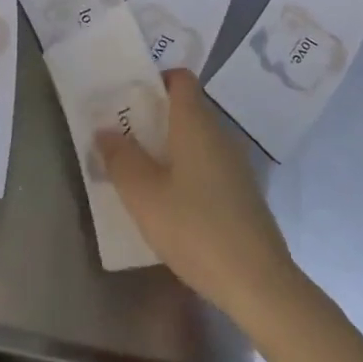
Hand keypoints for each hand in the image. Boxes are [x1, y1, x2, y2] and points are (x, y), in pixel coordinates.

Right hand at [95, 70, 299, 318]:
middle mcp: (219, 135)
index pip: (180, 78)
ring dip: (166, 147)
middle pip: (185, 108)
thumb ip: (121, 159)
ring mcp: (234, 165)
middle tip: (120, 136)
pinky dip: (184, 170)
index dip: (155, 79)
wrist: (258, 282)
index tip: (128, 97)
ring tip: (136, 169)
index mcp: (196, 124)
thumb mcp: (144, 195)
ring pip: (195, 139)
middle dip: (152, 117)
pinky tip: (167, 201)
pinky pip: (206, 165)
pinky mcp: (240, 193)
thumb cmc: (195, 228)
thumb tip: (105, 129)